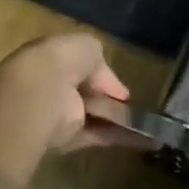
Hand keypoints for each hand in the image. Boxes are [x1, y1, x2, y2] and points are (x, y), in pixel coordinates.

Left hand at [0, 34, 142, 168]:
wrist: (36, 96)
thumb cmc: (59, 62)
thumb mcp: (85, 47)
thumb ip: (99, 61)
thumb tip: (112, 85)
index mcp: (53, 60)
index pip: (79, 66)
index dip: (100, 74)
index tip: (120, 86)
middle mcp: (55, 88)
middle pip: (88, 94)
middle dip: (109, 100)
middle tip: (136, 105)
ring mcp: (61, 116)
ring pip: (97, 117)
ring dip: (122, 120)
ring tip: (152, 127)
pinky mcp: (68, 141)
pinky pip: (99, 137)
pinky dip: (124, 139)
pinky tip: (149, 141)